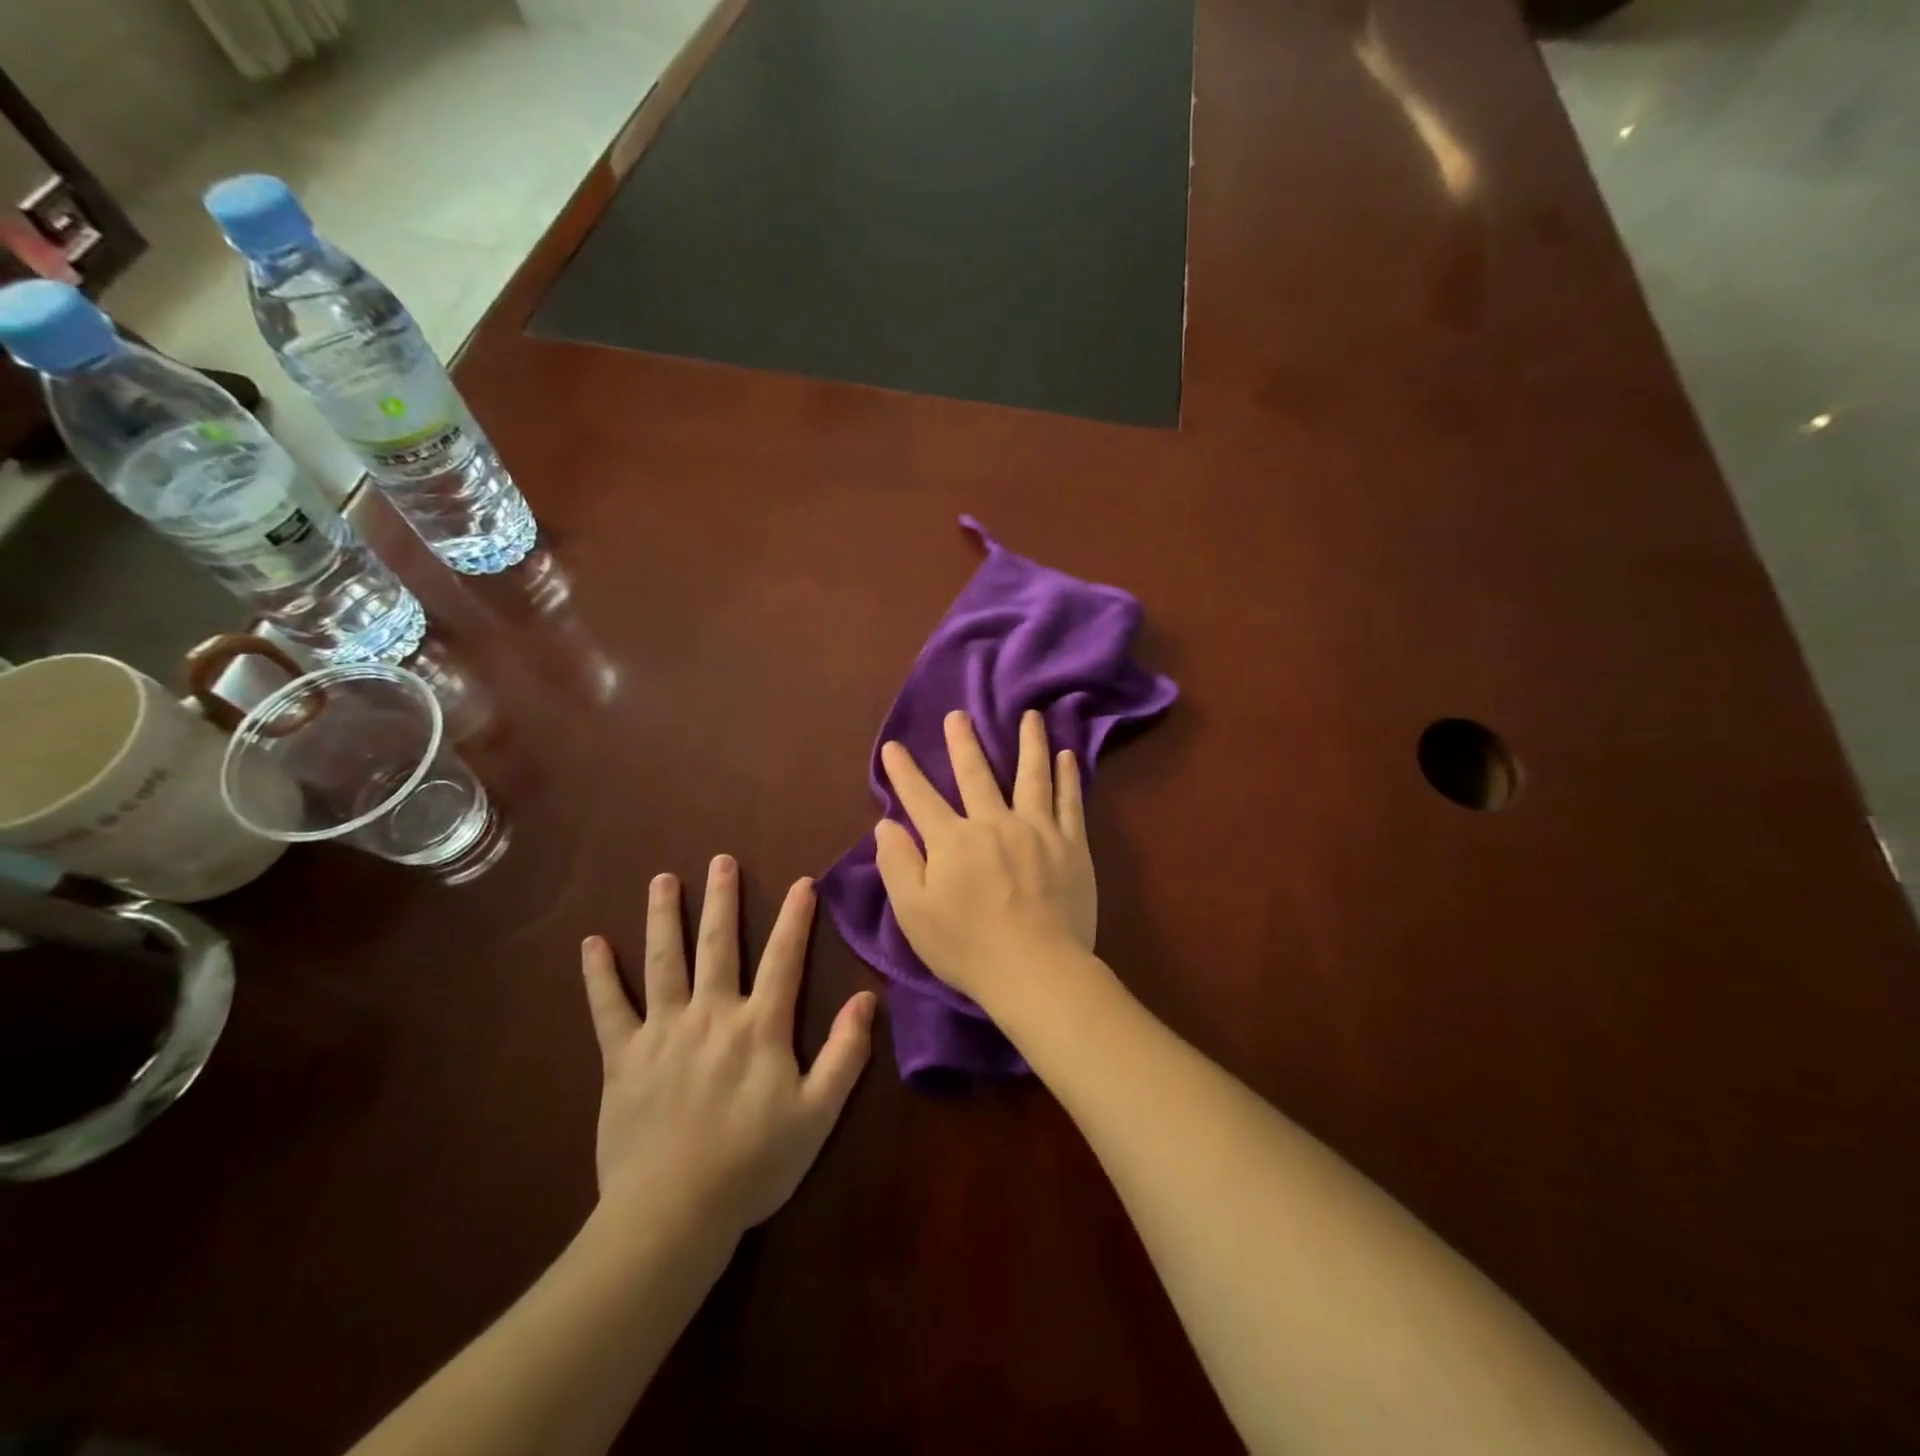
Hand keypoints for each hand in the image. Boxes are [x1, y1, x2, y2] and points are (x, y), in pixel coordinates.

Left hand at [581, 856, 875, 1238]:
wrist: (673, 1215)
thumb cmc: (754, 1164)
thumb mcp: (818, 1114)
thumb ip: (846, 1053)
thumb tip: (867, 998)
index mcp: (760, 1027)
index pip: (784, 959)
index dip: (795, 918)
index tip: (802, 882)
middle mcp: (712, 1014)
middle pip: (719, 945)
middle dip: (722, 900)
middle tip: (721, 860)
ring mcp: (663, 1032)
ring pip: (664, 961)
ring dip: (664, 917)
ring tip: (663, 880)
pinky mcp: (623, 1058)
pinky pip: (608, 1009)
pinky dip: (599, 975)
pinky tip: (592, 943)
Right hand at [875, 710, 1095, 1010]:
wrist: (1035, 969)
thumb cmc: (966, 947)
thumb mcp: (913, 912)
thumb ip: (897, 864)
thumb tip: (886, 824)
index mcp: (952, 841)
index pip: (921, 798)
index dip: (904, 772)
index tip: (893, 746)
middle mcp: (994, 823)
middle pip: (976, 774)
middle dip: (963, 742)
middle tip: (959, 714)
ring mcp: (1037, 830)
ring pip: (1031, 776)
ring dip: (1028, 743)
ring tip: (1030, 716)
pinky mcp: (1071, 845)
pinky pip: (1069, 802)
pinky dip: (1068, 776)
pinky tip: (1067, 756)